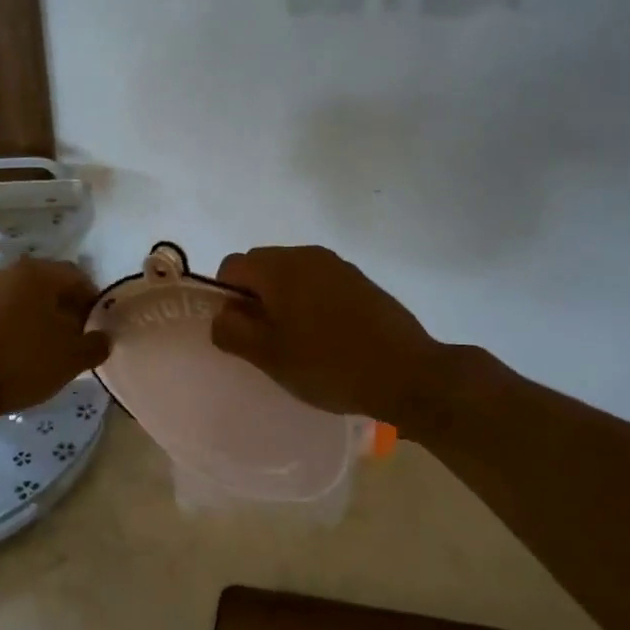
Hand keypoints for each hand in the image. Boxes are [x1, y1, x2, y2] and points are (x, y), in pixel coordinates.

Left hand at [0, 257, 109, 423]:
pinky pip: (6, 310)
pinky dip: (20, 324)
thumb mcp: (71, 359)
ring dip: (43, 317)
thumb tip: (104, 338)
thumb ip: (96, 345)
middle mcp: (9, 272)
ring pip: (26, 297)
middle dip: (68, 308)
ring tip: (51, 348)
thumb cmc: (22, 362)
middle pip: (50, 284)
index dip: (93, 300)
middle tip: (78, 337)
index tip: (98, 326)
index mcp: (37, 273)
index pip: (77, 276)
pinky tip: (23, 352)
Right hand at [211, 245, 454, 426]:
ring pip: (293, 277)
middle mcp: (307, 255)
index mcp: (279, 267)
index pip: (231, 267)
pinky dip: (312, 305)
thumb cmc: (328, 364)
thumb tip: (222, 315)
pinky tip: (328, 339)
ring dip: (284, 302)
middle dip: (255, 299)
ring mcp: (339, 266)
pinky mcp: (362, 282)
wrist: (407, 373)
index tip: (240, 332)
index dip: (225, 298)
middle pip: (262, 267)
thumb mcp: (268, 355)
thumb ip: (232, 331)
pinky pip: (321, 285)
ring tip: (298, 343)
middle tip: (265, 341)